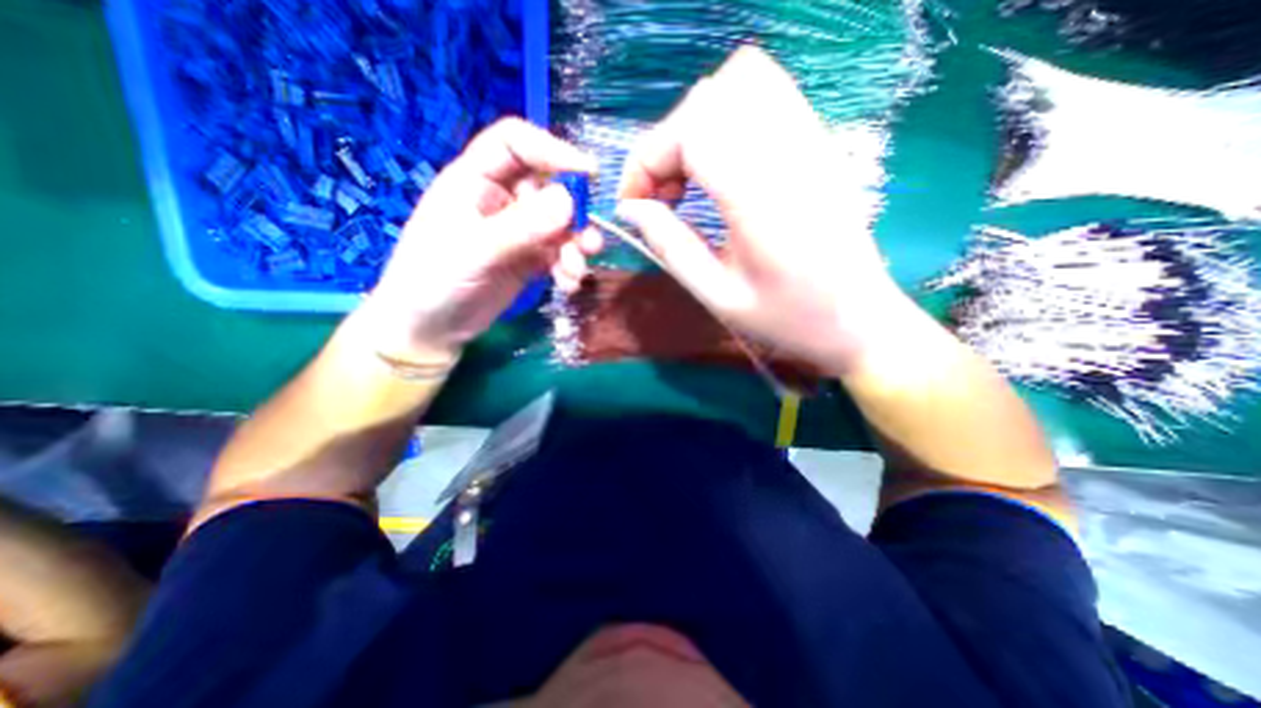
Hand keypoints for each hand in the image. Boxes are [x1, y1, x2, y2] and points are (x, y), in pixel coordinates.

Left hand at [365, 117, 600, 364]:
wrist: (430, 329)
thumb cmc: (433, 281)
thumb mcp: (474, 251)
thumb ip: (520, 226)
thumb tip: (569, 200)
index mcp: (475, 180)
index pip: (515, 144)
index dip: (552, 150)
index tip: (589, 172)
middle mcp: (500, 200)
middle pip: (549, 188)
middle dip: (574, 215)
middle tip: (589, 243)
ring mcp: (517, 231)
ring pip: (560, 225)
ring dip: (575, 246)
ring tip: (576, 271)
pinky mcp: (529, 259)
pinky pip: (559, 254)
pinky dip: (569, 267)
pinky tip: (568, 285)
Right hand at [617, 44, 913, 371]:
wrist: (859, 320)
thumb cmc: (787, 319)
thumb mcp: (718, 296)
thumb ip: (670, 246)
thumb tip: (631, 209)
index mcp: (760, 198)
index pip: (691, 130)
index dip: (647, 159)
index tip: (634, 204)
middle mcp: (789, 154)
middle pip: (710, 98)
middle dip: (667, 143)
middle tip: (662, 196)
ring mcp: (811, 141)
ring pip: (740, 82)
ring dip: (697, 126)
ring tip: (688, 182)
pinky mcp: (818, 144)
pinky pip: (767, 96)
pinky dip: (726, 121)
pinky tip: (720, 170)